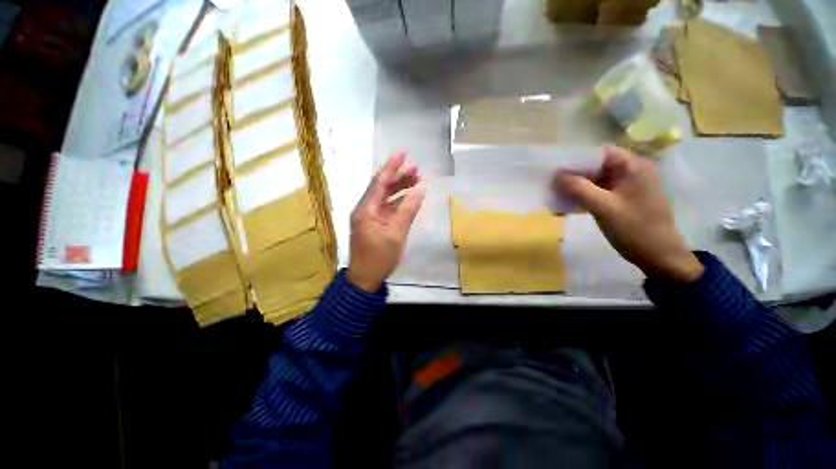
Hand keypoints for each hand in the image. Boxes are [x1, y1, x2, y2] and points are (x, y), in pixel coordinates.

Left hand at [347, 153, 425, 291]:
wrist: (365, 278)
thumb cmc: (379, 257)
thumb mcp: (396, 233)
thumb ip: (408, 209)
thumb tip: (421, 188)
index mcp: (366, 209)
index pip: (380, 182)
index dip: (392, 168)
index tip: (403, 155)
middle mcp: (365, 209)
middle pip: (383, 188)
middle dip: (399, 178)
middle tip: (417, 170)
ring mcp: (370, 217)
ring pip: (386, 198)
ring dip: (400, 190)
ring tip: (417, 182)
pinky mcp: (375, 225)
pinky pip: (388, 209)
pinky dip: (399, 203)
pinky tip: (410, 199)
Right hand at [554, 146, 703, 282]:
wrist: (659, 256)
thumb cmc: (635, 229)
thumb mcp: (604, 208)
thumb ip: (579, 188)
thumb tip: (556, 175)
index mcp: (633, 166)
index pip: (599, 153)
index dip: (576, 159)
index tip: (555, 170)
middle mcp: (632, 170)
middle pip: (596, 165)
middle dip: (573, 175)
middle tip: (551, 185)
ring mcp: (628, 185)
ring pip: (596, 179)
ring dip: (576, 187)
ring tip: (556, 196)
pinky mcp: (623, 198)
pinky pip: (599, 191)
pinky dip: (584, 196)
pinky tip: (568, 205)